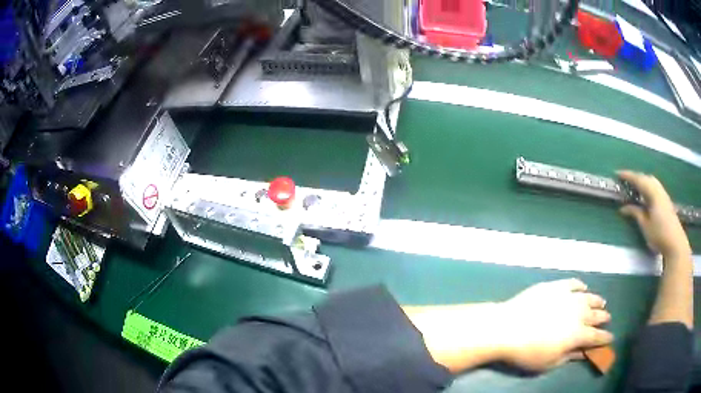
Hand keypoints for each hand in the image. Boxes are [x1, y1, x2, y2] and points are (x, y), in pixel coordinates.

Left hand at [496, 279, 612, 371]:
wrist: (506, 328)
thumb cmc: (527, 352)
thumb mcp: (549, 362)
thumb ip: (569, 356)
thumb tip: (583, 353)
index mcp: (577, 334)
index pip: (596, 337)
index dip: (604, 338)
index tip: (611, 338)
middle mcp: (578, 313)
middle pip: (595, 315)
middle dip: (603, 318)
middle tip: (608, 318)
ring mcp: (567, 296)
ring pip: (588, 297)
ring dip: (596, 300)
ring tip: (602, 302)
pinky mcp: (555, 286)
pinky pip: (572, 283)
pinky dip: (580, 285)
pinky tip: (583, 287)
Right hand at [618, 171, 690, 260]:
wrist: (675, 242)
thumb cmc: (659, 234)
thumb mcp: (645, 225)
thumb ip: (635, 213)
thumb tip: (623, 208)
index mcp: (652, 192)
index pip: (638, 179)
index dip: (627, 176)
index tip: (617, 174)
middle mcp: (658, 188)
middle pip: (645, 177)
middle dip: (635, 177)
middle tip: (625, 181)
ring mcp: (663, 194)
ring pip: (651, 181)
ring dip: (642, 181)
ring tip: (634, 187)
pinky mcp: (665, 200)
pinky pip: (654, 187)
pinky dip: (647, 186)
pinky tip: (645, 194)